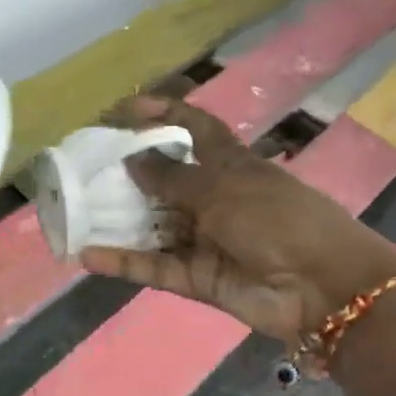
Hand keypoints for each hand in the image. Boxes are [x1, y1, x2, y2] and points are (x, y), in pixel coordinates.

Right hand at [77, 98, 395, 344]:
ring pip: (151, 226)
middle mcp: (213, 198)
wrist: (322, 287)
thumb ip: (173, 176)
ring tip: (73, 210)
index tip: (125, 108)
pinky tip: (87, 255)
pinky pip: (153, 266)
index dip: (164, 114)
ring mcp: (203, 239)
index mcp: (230, 165)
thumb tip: (132, 158)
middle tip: (83, 166)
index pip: (194, 128)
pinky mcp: (195, 277)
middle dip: (126, 172)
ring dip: (116, 220)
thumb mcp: (223, 188)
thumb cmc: (277, 219)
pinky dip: (123, 262)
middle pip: (163, 180)